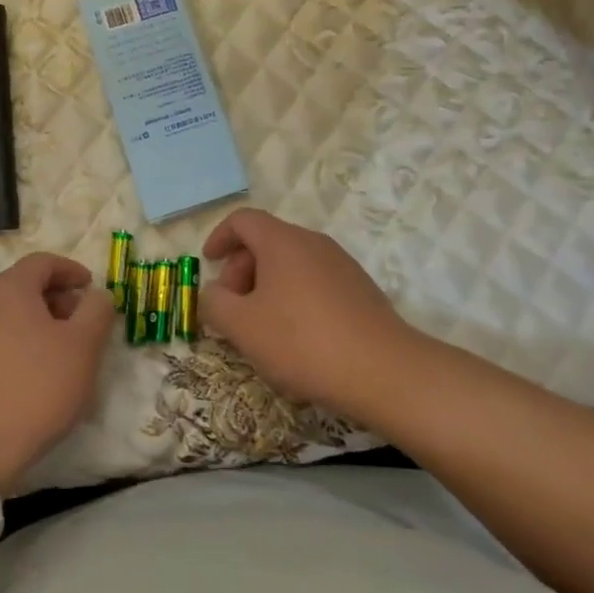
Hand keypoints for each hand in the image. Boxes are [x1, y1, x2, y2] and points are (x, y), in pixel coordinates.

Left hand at [0, 253, 118, 491]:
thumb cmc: (36, 386)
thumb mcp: (83, 346)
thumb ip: (97, 311)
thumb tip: (98, 294)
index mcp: (10, 288)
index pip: (43, 261)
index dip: (72, 270)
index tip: (92, 288)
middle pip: (25, 285)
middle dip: (58, 297)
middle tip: (83, 322)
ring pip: (11, 312)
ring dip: (40, 321)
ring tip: (64, 351)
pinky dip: (22, 341)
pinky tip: (37, 373)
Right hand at [200, 209, 419, 419]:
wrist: (384, 371)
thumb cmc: (302, 341)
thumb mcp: (242, 326)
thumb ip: (215, 304)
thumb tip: (214, 294)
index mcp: (282, 241)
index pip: (243, 220)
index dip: (220, 237)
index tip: (208, 262)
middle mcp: (313, 243)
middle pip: (267, 242)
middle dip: (241, 270)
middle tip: (232, 309)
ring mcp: (341, 265)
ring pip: (291, 264)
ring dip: (267, 287)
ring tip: (261, 329)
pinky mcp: (360, 290)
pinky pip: (314, 282)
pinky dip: (294, 298)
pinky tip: (296, 339)